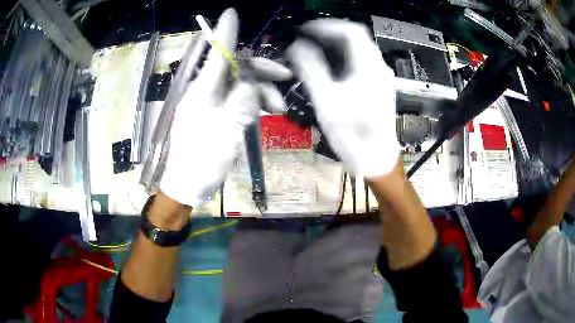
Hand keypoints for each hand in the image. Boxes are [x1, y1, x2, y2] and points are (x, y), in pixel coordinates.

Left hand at [160, 9, 288, 206]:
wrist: (187, 184)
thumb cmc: (202, 162)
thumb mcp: (226, 134)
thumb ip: (240, 104)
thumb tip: (250, 85)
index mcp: (202, 91)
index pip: (215, 54)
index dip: (225, 32)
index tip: (231, 13)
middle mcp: (204, 90)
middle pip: (235, 66)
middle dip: (261, 70)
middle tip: (286, 77)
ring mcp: (208, 101)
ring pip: (239, 82)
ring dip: (261, 90)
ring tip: (278, 109)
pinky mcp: (213, 111)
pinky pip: (236, 97)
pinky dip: (253, 102)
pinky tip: (266, 113)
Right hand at [287, 19, 399, 177]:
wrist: (377, 159)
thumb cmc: (353, 135)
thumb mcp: (327, 101)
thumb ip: (311, 69)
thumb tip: (297, 47)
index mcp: (369, 66)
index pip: (350, 31)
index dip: (326, 26)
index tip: (305, 30)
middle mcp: (378, 67)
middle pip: (356, 37)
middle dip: (330, 33)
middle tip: (307, 38)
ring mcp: (381, 76)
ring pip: (359, 48)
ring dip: (337, 44)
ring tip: (315, 48)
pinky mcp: (379, 86)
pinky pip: (361, 61)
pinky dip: (343, 56)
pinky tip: (330, 65)